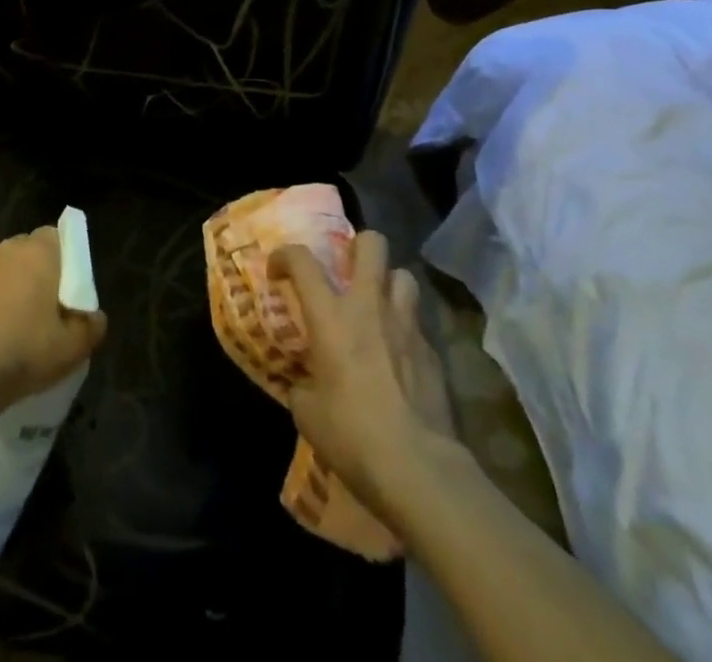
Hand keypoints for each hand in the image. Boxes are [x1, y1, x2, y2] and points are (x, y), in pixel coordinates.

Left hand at [0, 227, 106, 418]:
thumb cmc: (26, 349)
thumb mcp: (74, 347)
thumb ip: (92, 326)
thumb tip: (95, 316)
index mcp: (38, 251)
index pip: (58, 236)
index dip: (67, 259)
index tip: (71, 287)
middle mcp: (8, 250)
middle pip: (32, 251)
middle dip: (43, 271)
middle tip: (52, 305)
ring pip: (9, 270)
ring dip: (17, 286)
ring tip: (25, 322)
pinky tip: (1, 332)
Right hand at [268, 231, 459, 518]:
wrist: (418, 468)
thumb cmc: (352, 435)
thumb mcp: (307, 413)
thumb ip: (301, 384)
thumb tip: (305, 382)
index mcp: (331, 315)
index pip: (302, 259)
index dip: (285, 256)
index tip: (278, 272)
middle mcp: (369, 306)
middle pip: (372, 243)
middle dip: (357, 246)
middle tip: (345, 270)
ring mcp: (407, 325)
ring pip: (403, 275)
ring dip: (387, 284)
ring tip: (377, 307)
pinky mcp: (433, 351)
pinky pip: (417, 323)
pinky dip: (404, 329)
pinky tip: (398, 356)